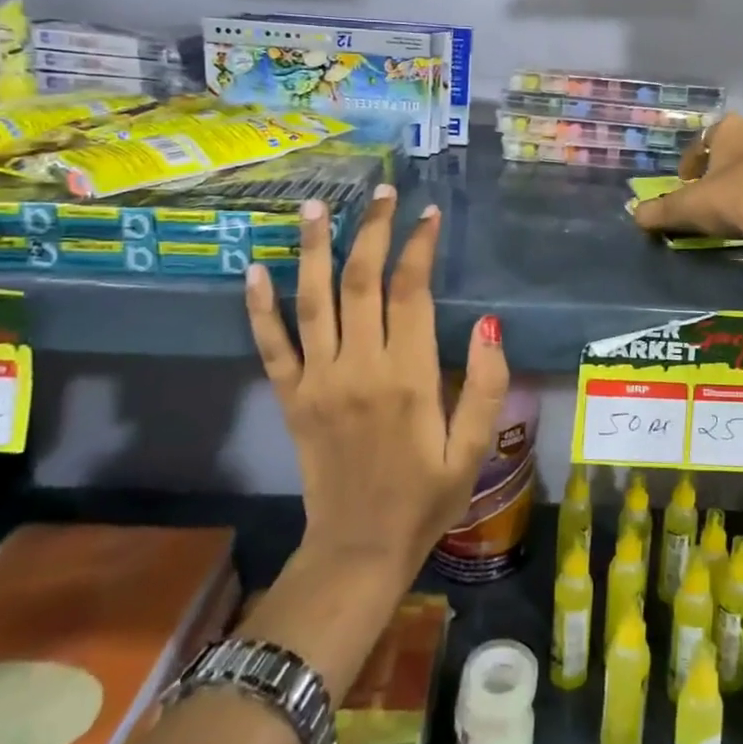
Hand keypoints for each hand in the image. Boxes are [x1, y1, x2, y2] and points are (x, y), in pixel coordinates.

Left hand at [245, 186, 508, 581]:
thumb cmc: (425, 498)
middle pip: (361, 282)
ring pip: (313, 301)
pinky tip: (255, 270)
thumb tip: (488, 325)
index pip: (410, 292)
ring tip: (314, 207)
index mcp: (408, 377)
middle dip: (371, 231)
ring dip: (314, 250)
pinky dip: (260, 308)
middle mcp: (359, 368)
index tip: (428, 214)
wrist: (358, 551)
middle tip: (380, 192)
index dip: (418, 247)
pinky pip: (272, 347)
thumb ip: (486, 386)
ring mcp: (318, 382)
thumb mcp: (474, 450)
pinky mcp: (291, 399)